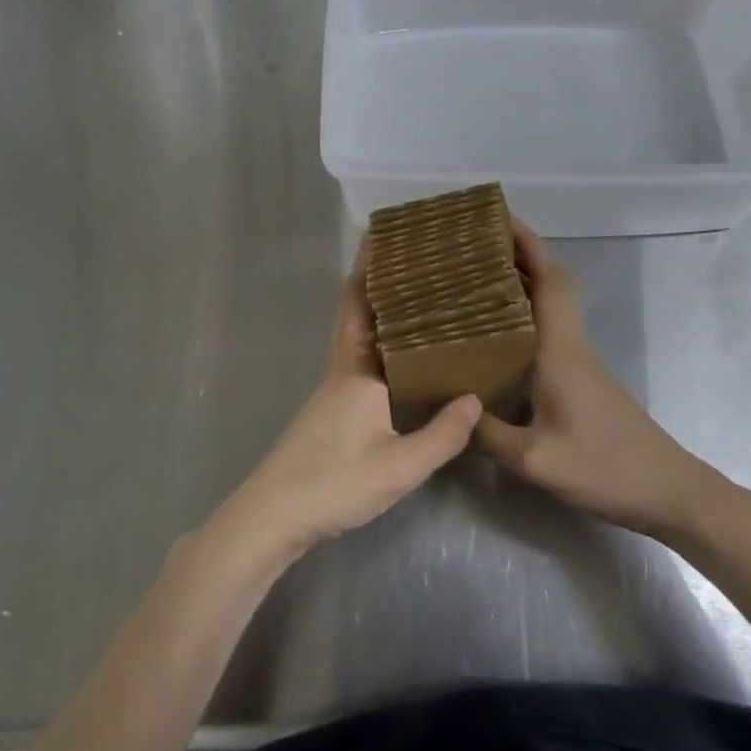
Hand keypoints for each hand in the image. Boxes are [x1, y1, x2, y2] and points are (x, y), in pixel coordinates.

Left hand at [213, 243, 481, 565]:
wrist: (274, 516)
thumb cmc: (334, 483)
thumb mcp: (398, 466)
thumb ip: (441, 436)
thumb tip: (476, 399)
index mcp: (357, 368)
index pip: (363, 303)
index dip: (373, 268)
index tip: (391, 235)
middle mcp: (343, 367)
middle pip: (358, 309)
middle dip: (378, 279)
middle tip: (415, 257)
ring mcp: (336, 387)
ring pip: (360, 333)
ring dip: (380, 308)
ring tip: (420, 294)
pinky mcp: (335, 407)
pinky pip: (362, 356)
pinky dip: (381, 341)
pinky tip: (405, 354)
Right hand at [474, 220, 722, 541]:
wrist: (669, 491)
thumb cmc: (605, 467)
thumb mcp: (537, 460)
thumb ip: (488, 435)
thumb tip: (451, 410)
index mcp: (561, 348)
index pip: (549, 278)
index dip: (527, 243)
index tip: (498, 219)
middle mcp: (571, 344)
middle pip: (548, 283)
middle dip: (515, 257)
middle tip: (471, 250)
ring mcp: (579, 361)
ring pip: (548, 307)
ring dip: (518, 286)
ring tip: (473, 284)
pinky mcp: (582, 379)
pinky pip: (548, 331)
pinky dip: (524, 317)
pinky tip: (497, 338)